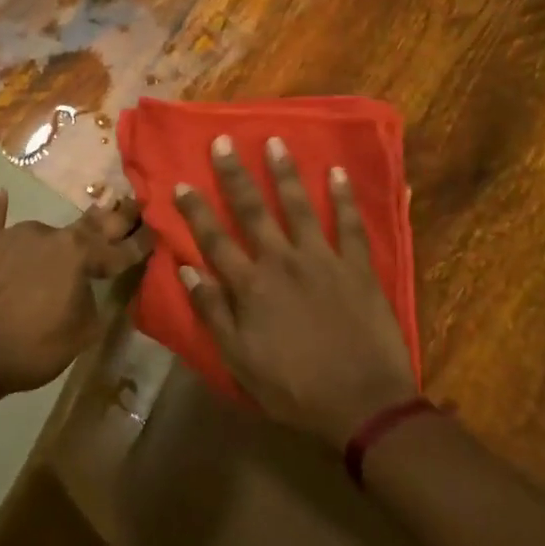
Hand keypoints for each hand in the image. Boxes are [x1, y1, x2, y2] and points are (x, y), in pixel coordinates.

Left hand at [0, 187, 150, 399]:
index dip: (140, 243)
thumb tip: (92, 290)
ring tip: (72, 233)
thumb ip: (94, 305)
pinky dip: (0, 210)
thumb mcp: (81, 335)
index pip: (119, 250)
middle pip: (89, 225)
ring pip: (46, 230)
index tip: (156, 231)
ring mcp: (14, 235)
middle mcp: (50, 235)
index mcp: (79, 255)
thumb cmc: (31, 347)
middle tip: (130, 203)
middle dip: (113, 217)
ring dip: (62, 235)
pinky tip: (1, 195)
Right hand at [174, 135, 418, 448]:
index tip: (181, 182)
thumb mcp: (240, 361)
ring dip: (285, 173)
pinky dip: (344, 197)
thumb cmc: (294, 389)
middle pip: (253, 211)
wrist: (363, 404)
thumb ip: (213, 313)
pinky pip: (350, 225)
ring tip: (275, 141)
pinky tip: (337, 171)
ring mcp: (322, 260)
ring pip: (299, 206)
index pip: (214, 240)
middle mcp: (282, 262)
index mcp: (250, 287)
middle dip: (234, 175)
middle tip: (223, 141)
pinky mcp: (358, 267)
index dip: (196, 210)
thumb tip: (187, 270)